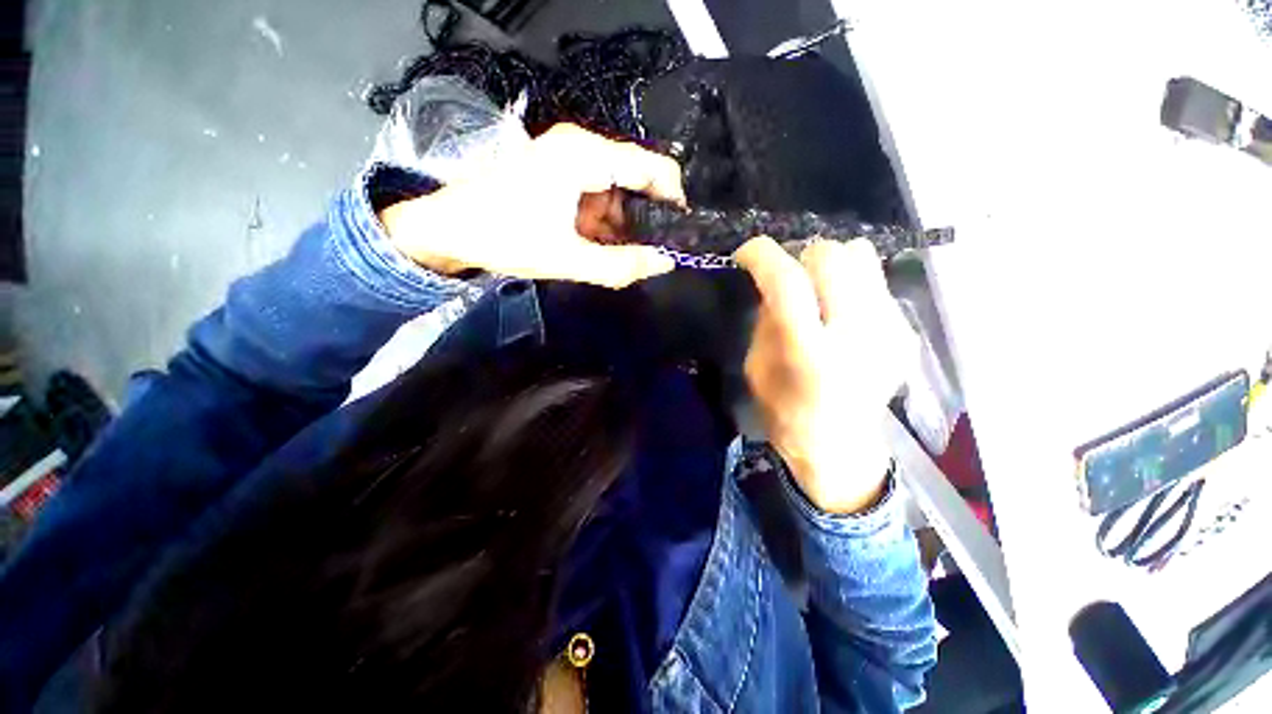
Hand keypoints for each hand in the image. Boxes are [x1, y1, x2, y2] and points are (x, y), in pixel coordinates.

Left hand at [379, 123, 683, 288]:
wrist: (448, 229)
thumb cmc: (505, 237)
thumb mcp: (569, 259)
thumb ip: (621, 265)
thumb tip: (665, 263)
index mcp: (585, 155)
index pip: (653, 167)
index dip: (673, 201)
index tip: (680, 235)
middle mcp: (581, 147)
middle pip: (636, 180)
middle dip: (645, 220)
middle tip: (648, 255)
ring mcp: (569, 158)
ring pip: (617, 192)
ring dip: (622, 226)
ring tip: (620, 257)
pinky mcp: (559, 174)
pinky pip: (597, 197)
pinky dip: (603, 223)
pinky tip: (599, 247)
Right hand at [735, 237, 916, 513]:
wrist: (839, 447)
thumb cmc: (786, 412)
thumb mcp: (756, 368)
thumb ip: (766, 321)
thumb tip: (773, 283)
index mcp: (810, 353)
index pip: (787, 283)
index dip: (762, 256)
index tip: (745, 255)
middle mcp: (858, 335)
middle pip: (832, 256)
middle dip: (799, 256)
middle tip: (786, 277)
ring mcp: (891, 330)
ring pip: (862, 256)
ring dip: (829, 265)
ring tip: (817, 291)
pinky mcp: (907, 332)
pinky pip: (875, 281)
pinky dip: (850, 285)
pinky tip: (841, 314)